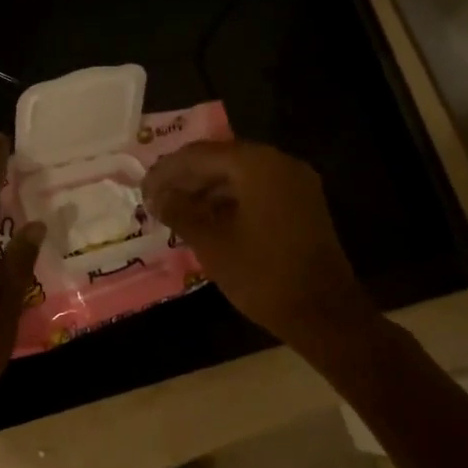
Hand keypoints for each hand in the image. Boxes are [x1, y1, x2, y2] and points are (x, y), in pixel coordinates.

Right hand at [142, 140, 372, 346]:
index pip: (200, 154)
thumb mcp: (212, 243)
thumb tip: (157, 197)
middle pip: (221, 159)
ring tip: (175, 211)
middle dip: (185, 178)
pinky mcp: (302, 204)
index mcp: (257, 165)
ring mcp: (295, 183)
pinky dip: (229, 200)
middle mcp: (279, 163)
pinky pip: (257, 190)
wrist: (325, 313)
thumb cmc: (263, 275)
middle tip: (155, 200)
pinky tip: (206, 219)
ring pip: (239, 175)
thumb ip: (181, 212)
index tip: (142, 191)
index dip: (166, 171)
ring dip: (206, 190)